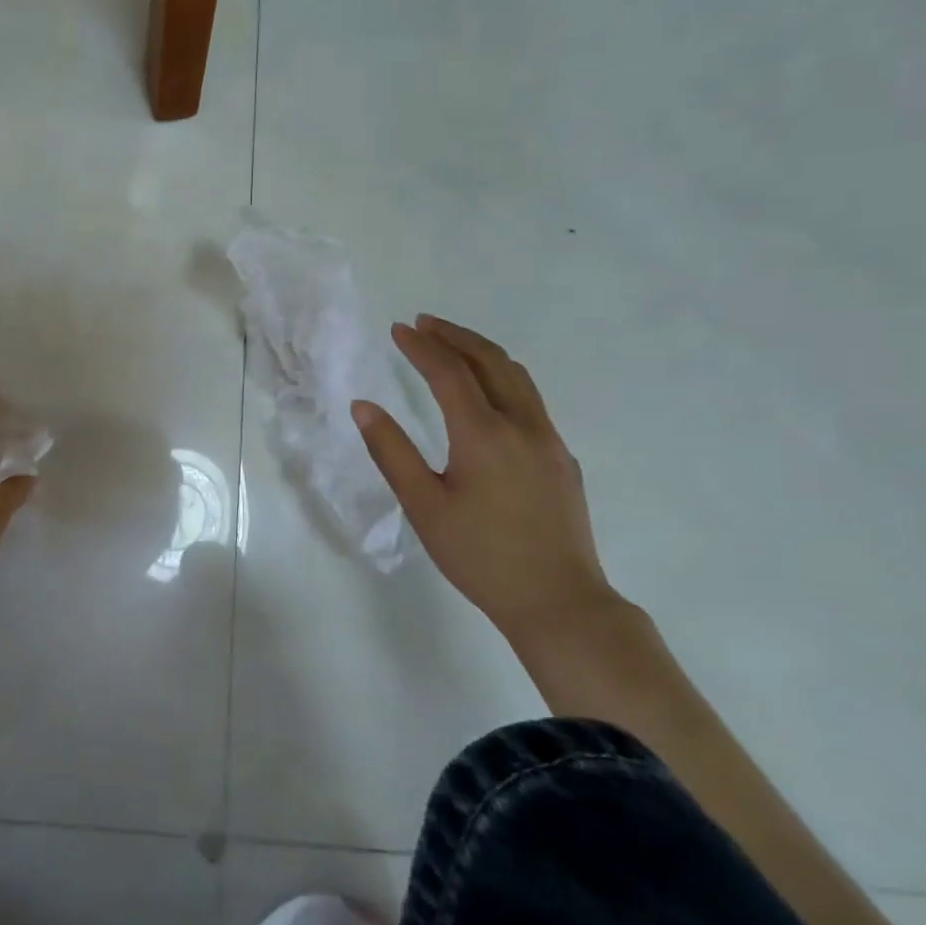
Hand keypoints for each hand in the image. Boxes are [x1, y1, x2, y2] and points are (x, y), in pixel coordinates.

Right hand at [352, 316, 618, 642]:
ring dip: (482, 354)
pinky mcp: (562, 460)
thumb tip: (363, 406)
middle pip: (491, 362)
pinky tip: (485, 396)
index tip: (398, 329)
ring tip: (453, 346)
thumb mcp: (422, 505)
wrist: (558, 601)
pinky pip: (531, 401)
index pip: (449, 372)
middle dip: (456, 336)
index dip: (421, 347)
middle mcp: (523, 426)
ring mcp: (549, 441)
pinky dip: (502, 379)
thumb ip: (391, 451)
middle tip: (424, 324)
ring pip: (518, 378)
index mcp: (483, 434)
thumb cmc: (479, 555)